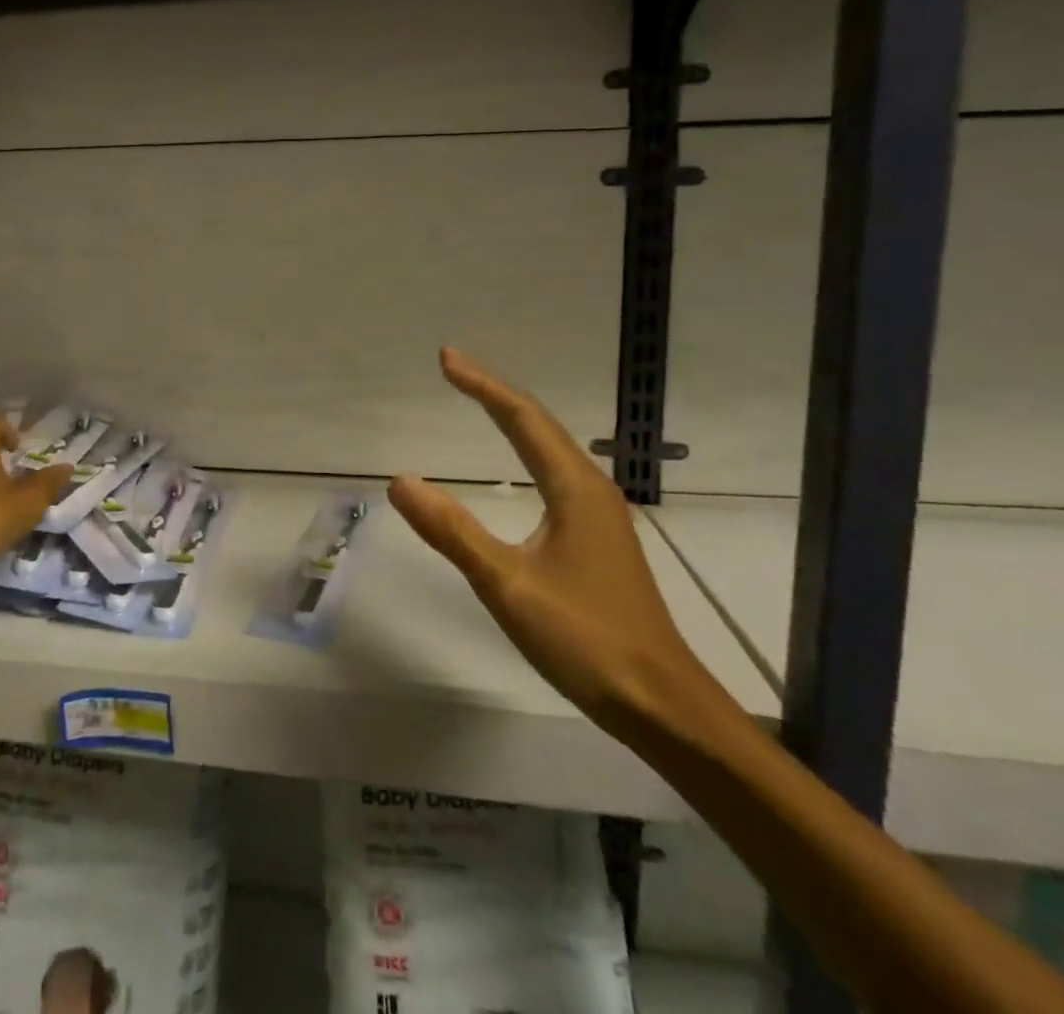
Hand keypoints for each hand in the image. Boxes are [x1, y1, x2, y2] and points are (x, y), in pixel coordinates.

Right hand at [388, 349, 720, 743]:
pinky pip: (556, 474)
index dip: (482, 385)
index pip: (521, 419)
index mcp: (574, 489)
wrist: (662, 705)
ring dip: (512, 420)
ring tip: (479, 402)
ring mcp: (600, 516)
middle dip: (494, 393)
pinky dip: (526, 452)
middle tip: (453, 370)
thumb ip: (452, 531)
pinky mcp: (599, 540)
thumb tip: (401, 481)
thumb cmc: (585, 639)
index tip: (446, 359)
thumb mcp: (507, 584)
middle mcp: (591, 490)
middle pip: (538, 425)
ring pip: (551, 449)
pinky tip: (519, 468)